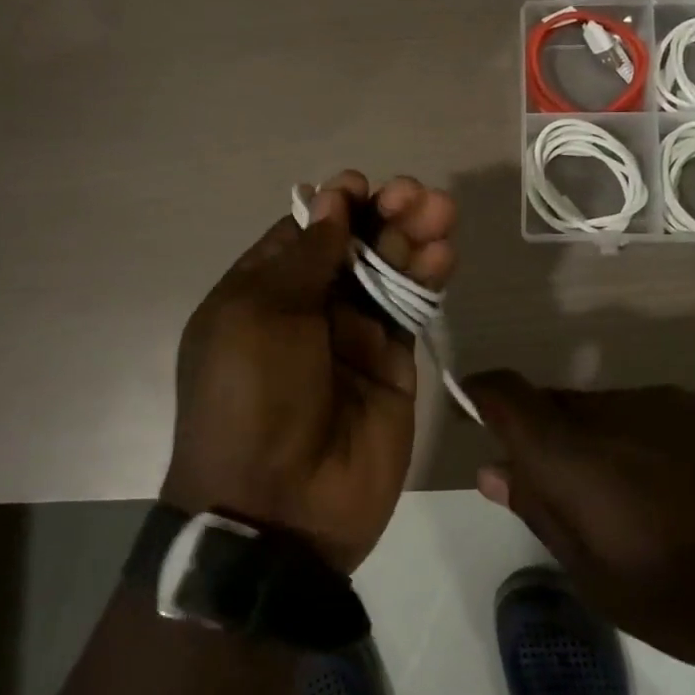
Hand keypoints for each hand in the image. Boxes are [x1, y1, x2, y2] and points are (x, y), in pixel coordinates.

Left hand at [164, 172, 457, 572]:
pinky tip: (443, 254)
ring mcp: (353, 337)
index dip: (335, 206)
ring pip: (389, 271)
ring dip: (413, 237)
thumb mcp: (259, 316)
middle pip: (353, 246)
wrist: (279, 508)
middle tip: (416, 195)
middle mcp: (308, 309)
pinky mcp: (394, 365)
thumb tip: (331, 202)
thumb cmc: (251, 398)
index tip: (362, 187)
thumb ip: (304, 258)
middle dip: (384, 214)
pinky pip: (412, 310)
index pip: (305, 234)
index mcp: (262, 292)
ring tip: (441, 212)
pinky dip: (428, 278)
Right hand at [464, 372, 694, 677]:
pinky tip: (675, 492)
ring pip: (599, 410)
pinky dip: (635, 442)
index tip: (473, 416)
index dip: (480, 394)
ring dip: (592, 445)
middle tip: (561, 498)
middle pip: (551, 404)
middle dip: (541, 439)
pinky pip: (644, 413)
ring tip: (628, 507)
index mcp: (574, 453)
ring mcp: (663, 401)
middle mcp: (611, 409)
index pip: (505, 393)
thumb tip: (492, 471)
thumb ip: (541, 515)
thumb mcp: (604, 581)